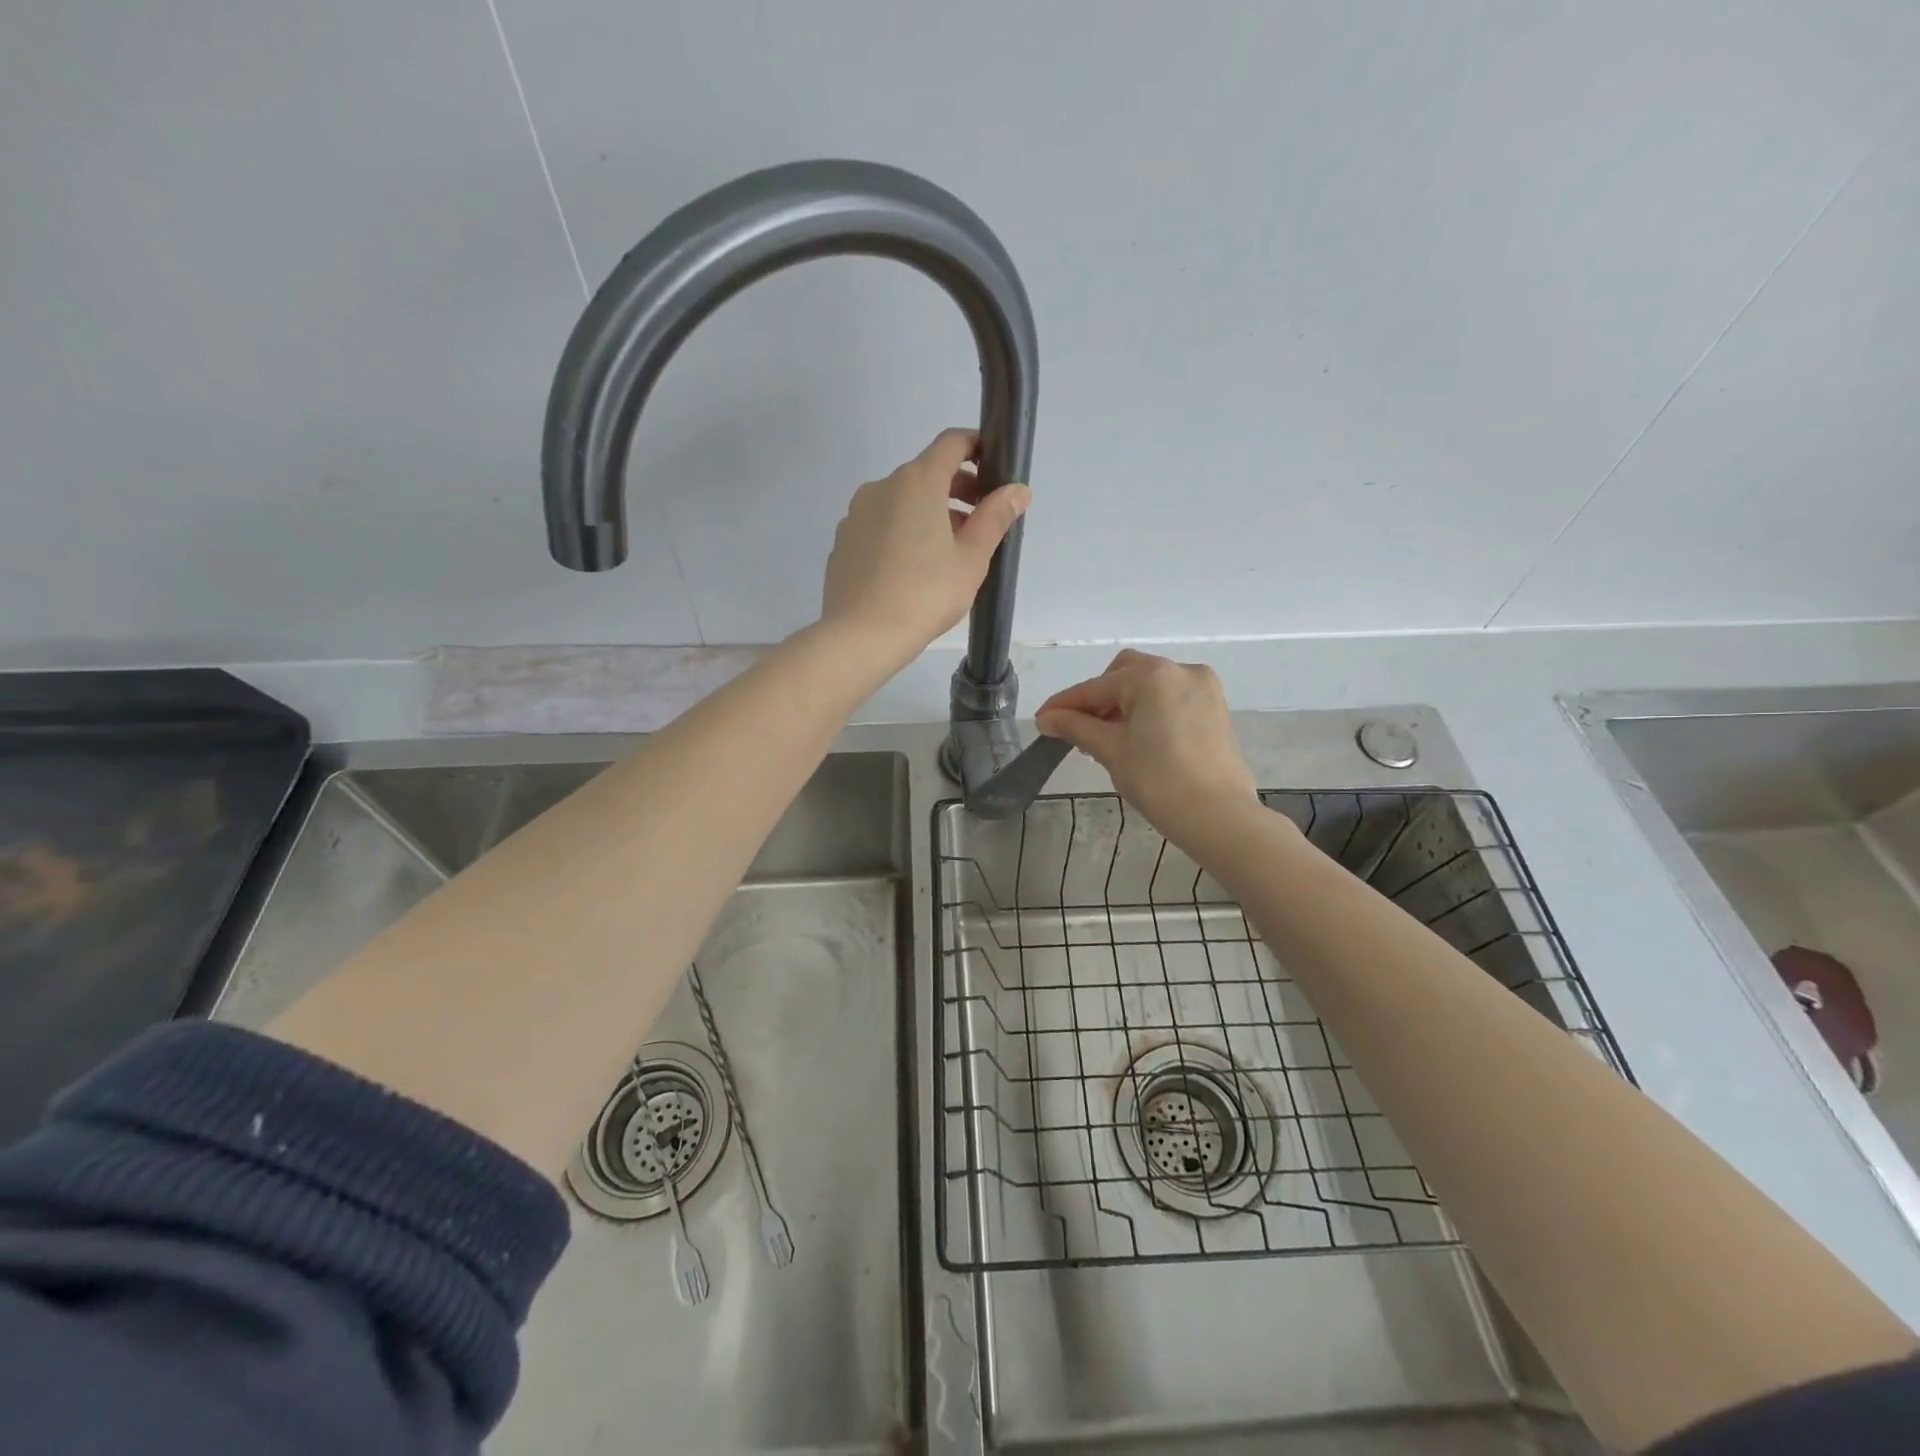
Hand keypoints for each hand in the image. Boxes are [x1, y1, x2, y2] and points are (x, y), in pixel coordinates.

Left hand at [820, 428, 1029, 667]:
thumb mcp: (972, 558)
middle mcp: (881, 487)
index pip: (951, 443)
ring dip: (929, 513)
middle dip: (957, 489)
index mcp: (917, 483)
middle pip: (925, 473)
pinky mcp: (843, 541)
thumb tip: (1017, 490)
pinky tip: (912, 570)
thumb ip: (995, 517)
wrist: (861, 636)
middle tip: (980, 522)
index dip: (977, 447)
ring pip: (901, 501)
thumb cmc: (925, 594)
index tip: (994, 468)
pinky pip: (879, 525)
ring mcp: (856, 514)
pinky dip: (901, 532)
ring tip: (949, 553)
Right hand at [1036, 650, 1260, 848]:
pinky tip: (1137, 738)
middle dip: (1099, 698)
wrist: (1218, 816)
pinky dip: (1149, 710)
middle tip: (1080, 730)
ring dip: (1124, 704)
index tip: (1042, 720)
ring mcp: (1202, 688)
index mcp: (1151, 676)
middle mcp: (1179, 670)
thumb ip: (1076, 727)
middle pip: (1124, 674)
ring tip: (1107, 739)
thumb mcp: (1111, 750)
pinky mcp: (1215, 708)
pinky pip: (1171, 698)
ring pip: (1149, 685)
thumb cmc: (1158, 780)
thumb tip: (1047, 719)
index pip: (1096, 688)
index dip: (1064, 705)